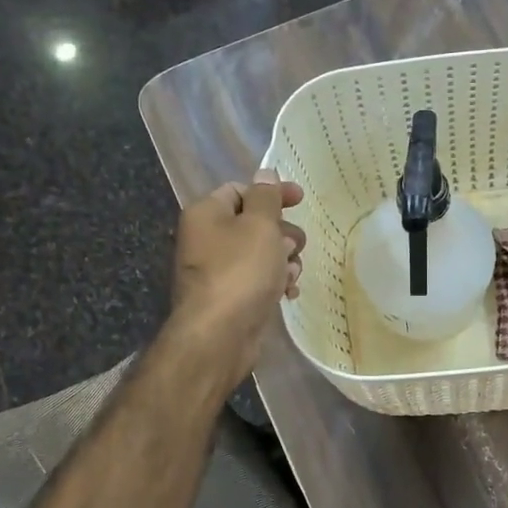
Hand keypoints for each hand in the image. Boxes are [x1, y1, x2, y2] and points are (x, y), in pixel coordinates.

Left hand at [169, 171, 304, 386]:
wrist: (220, 334)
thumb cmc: (241, 271)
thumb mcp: (260, 225)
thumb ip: (266, 196)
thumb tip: (265, 173)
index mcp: (207, 213)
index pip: (241, 190)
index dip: (272, 193)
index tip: (301, 199)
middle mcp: (206, 239)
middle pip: (253, 223)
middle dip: (282, 232)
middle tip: (297, 245)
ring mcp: (216, 271)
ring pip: (259, 254)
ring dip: (283, 259)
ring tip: (293, 273)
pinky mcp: (229, 297)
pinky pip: (257, 280)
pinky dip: (275, 282)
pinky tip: (289, 293)